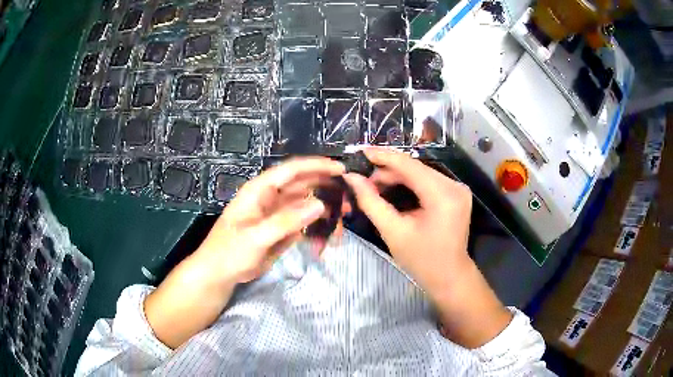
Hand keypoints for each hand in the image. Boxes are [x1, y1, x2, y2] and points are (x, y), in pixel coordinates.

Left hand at [145, 157, 344, 348]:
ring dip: (325, 213)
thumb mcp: (256, 237)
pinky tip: (328, 239)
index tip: (342, 170)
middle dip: (327, 190)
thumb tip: (319, 204)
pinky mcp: (282, 229)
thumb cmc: (230, 251)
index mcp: (260, 189)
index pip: (292, 170)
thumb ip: (286, 221)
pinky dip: (317, 229)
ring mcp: (278, 213)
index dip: (317, 166)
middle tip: (349, 202)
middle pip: (304, 185)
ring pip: (307, 205)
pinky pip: (304, 224)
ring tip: (342, 224)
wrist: (220, 273)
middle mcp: (271, 197)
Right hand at [344, 148, 510, 347]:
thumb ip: (371, 202)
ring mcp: (457, 188)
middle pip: (414, 168)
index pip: (408, 165)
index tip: (359, 153)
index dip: (382, 156)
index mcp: (442, 195)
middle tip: (362, 179)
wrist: (449, 276)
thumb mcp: (393, 232)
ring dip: (396, 176)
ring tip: (373, 185)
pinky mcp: (455, 193)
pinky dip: (408, 183)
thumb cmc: (422, 260)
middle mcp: (454, 185)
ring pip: (420, 173)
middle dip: (387, 171)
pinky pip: (427, 181)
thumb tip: (352, 178)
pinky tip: (391, 188)